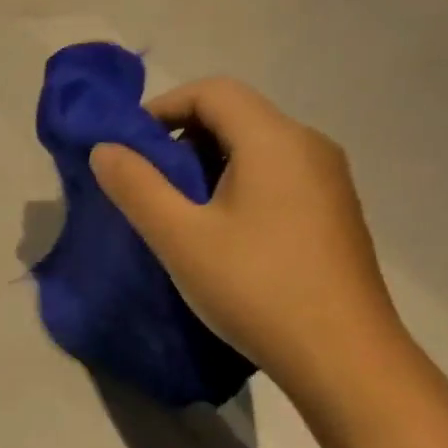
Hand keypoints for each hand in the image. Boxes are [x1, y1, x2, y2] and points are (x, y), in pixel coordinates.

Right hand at [90, 77, 409, 408]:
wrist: (342, 356)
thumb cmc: (255, 288)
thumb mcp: (180, 238)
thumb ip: (137, 187)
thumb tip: (105, 149)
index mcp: (275, 140)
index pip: (212, 91)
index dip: (161, 108)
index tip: (127, 148)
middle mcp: (308, 146)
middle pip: (235, 117)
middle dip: (180, 140)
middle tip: (145, 186)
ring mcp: (328, 181)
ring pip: (255, 150)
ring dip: (206, 167)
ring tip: (176, 215)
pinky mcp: (332, 214)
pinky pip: (275, 178)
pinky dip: (235, 188)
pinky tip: (220, 236)